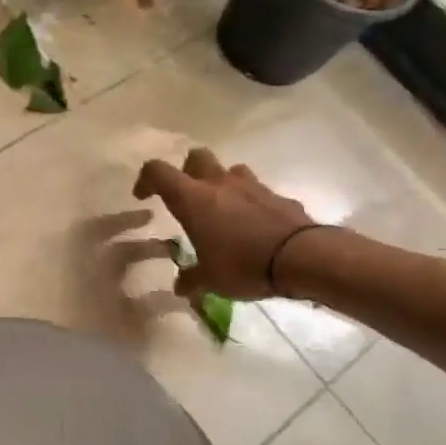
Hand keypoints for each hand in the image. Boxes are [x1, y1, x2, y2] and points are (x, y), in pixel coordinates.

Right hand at [133, 148, 318, 299]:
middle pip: (196, 157)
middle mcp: (219, 184)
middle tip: (186, 197)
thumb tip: (180, 287)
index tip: (143, 197)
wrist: (302, 258)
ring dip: (221, 184)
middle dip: (186, 171)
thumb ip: (192, 279)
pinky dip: (250, 203)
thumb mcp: (210, 280)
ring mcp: (251, 186)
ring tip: (222, 210)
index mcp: (193, 199)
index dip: (146, 180)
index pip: (158, 171)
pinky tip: (254, 226)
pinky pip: (258, 192)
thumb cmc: (243, 265)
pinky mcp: (277, 196)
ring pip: (229, 170)